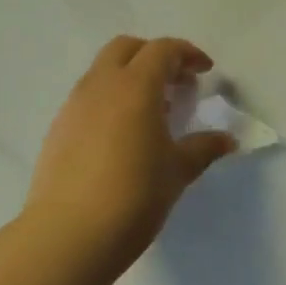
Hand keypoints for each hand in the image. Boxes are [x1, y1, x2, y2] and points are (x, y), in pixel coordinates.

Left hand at [24, 36, 236, 270]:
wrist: (67, 236)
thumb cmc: (133, 196)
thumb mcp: (177, 171)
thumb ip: (203, 148)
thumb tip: (228, 139)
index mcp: (135, 85)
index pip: (162, 50)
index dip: (187, 54)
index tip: (204, 72)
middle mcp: (101, 84)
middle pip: (127, 48)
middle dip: (153, 55)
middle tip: (175, 82)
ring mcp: (74, 105)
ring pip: (103, 71)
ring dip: (129, 77)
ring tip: (151, 111)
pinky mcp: (58, 129)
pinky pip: (88, 97)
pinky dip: (109, 100)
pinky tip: (122, 135)